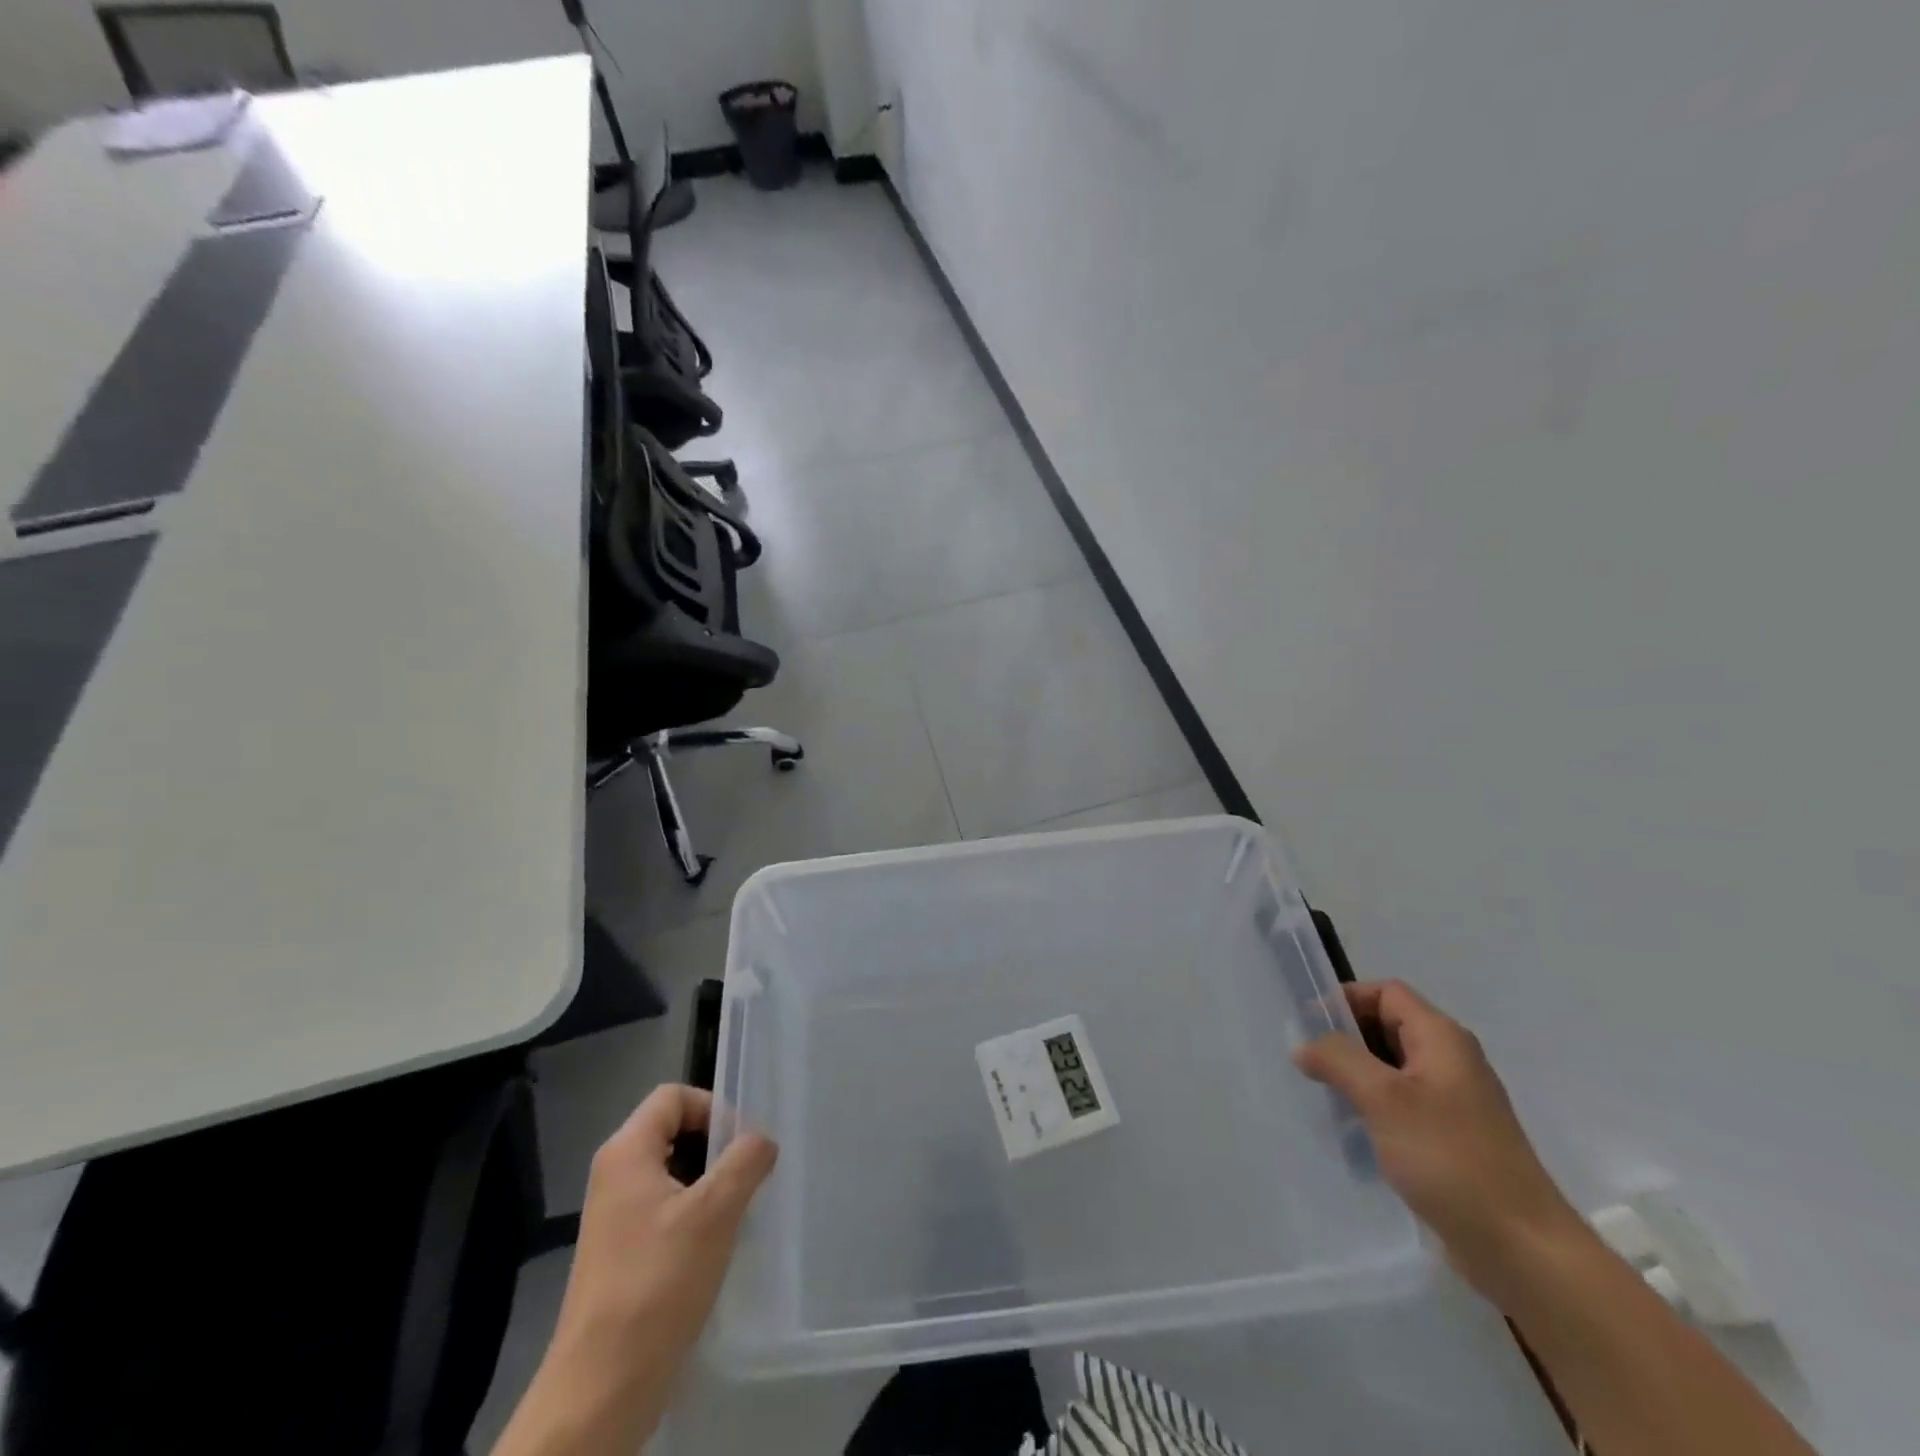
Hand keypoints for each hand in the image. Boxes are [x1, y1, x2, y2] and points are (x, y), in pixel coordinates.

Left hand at [495, 1086, 775, 1455]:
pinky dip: (695, 1214)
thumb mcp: (714, 1212)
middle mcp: (614, 1174)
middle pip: (673, 1130)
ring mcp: (614, 1216)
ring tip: (739, 1210)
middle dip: (716, 1147)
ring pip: (673, 1172)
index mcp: (626, 1152)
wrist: (601, 1388)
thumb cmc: (657, 1284)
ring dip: (710, 1183)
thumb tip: (762, 1140)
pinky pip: (665, 1209)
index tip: (743, 1142)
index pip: (673, 1096)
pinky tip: (717, 1245)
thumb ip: (745, 1161)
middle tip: (749, 1175)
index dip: (713, 1107)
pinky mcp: (621, 1252)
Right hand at [1293, 980, 1584, 1302]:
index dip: (1345, 1000)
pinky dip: (1374, 1108)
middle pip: (1387, 1027)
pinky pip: (1402, 1105)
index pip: (1385, 993)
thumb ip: (1338, 1059)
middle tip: (1309, 1065)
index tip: (1308, 1027)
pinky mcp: (1452, 1138)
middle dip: (1346, 1040)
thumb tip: (1304, 1045)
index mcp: (1442, 1038)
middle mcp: (1451, 1060)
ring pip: (1391, 1069)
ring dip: (1356, 1076)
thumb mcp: (1383, 1098)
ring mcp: (1454, 1102)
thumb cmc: (1451, 1158)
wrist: (1523, 1250)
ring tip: (1325, 1099)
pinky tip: (1354, 1133)